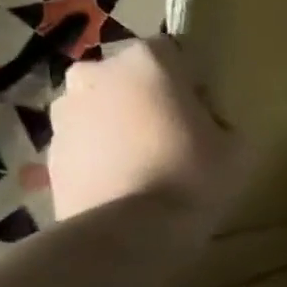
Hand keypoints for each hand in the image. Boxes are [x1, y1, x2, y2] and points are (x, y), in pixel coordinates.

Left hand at [47, 37, 245, 236]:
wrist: (127, 234)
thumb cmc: (193, 175)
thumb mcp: (238, 145)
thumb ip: (221, 121)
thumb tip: (205, 124)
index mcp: (147, 60)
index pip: (175, 52)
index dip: (194, 81)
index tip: (207, 112)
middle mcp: (97, 73)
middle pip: (132, 78)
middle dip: (151, 99)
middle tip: (178, 136)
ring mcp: (64, 114)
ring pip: (104, 109)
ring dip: (123, 126)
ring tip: (150, 165)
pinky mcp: (48, 153)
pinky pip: (87, 144)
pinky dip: (104, 156)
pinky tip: (128, 185)